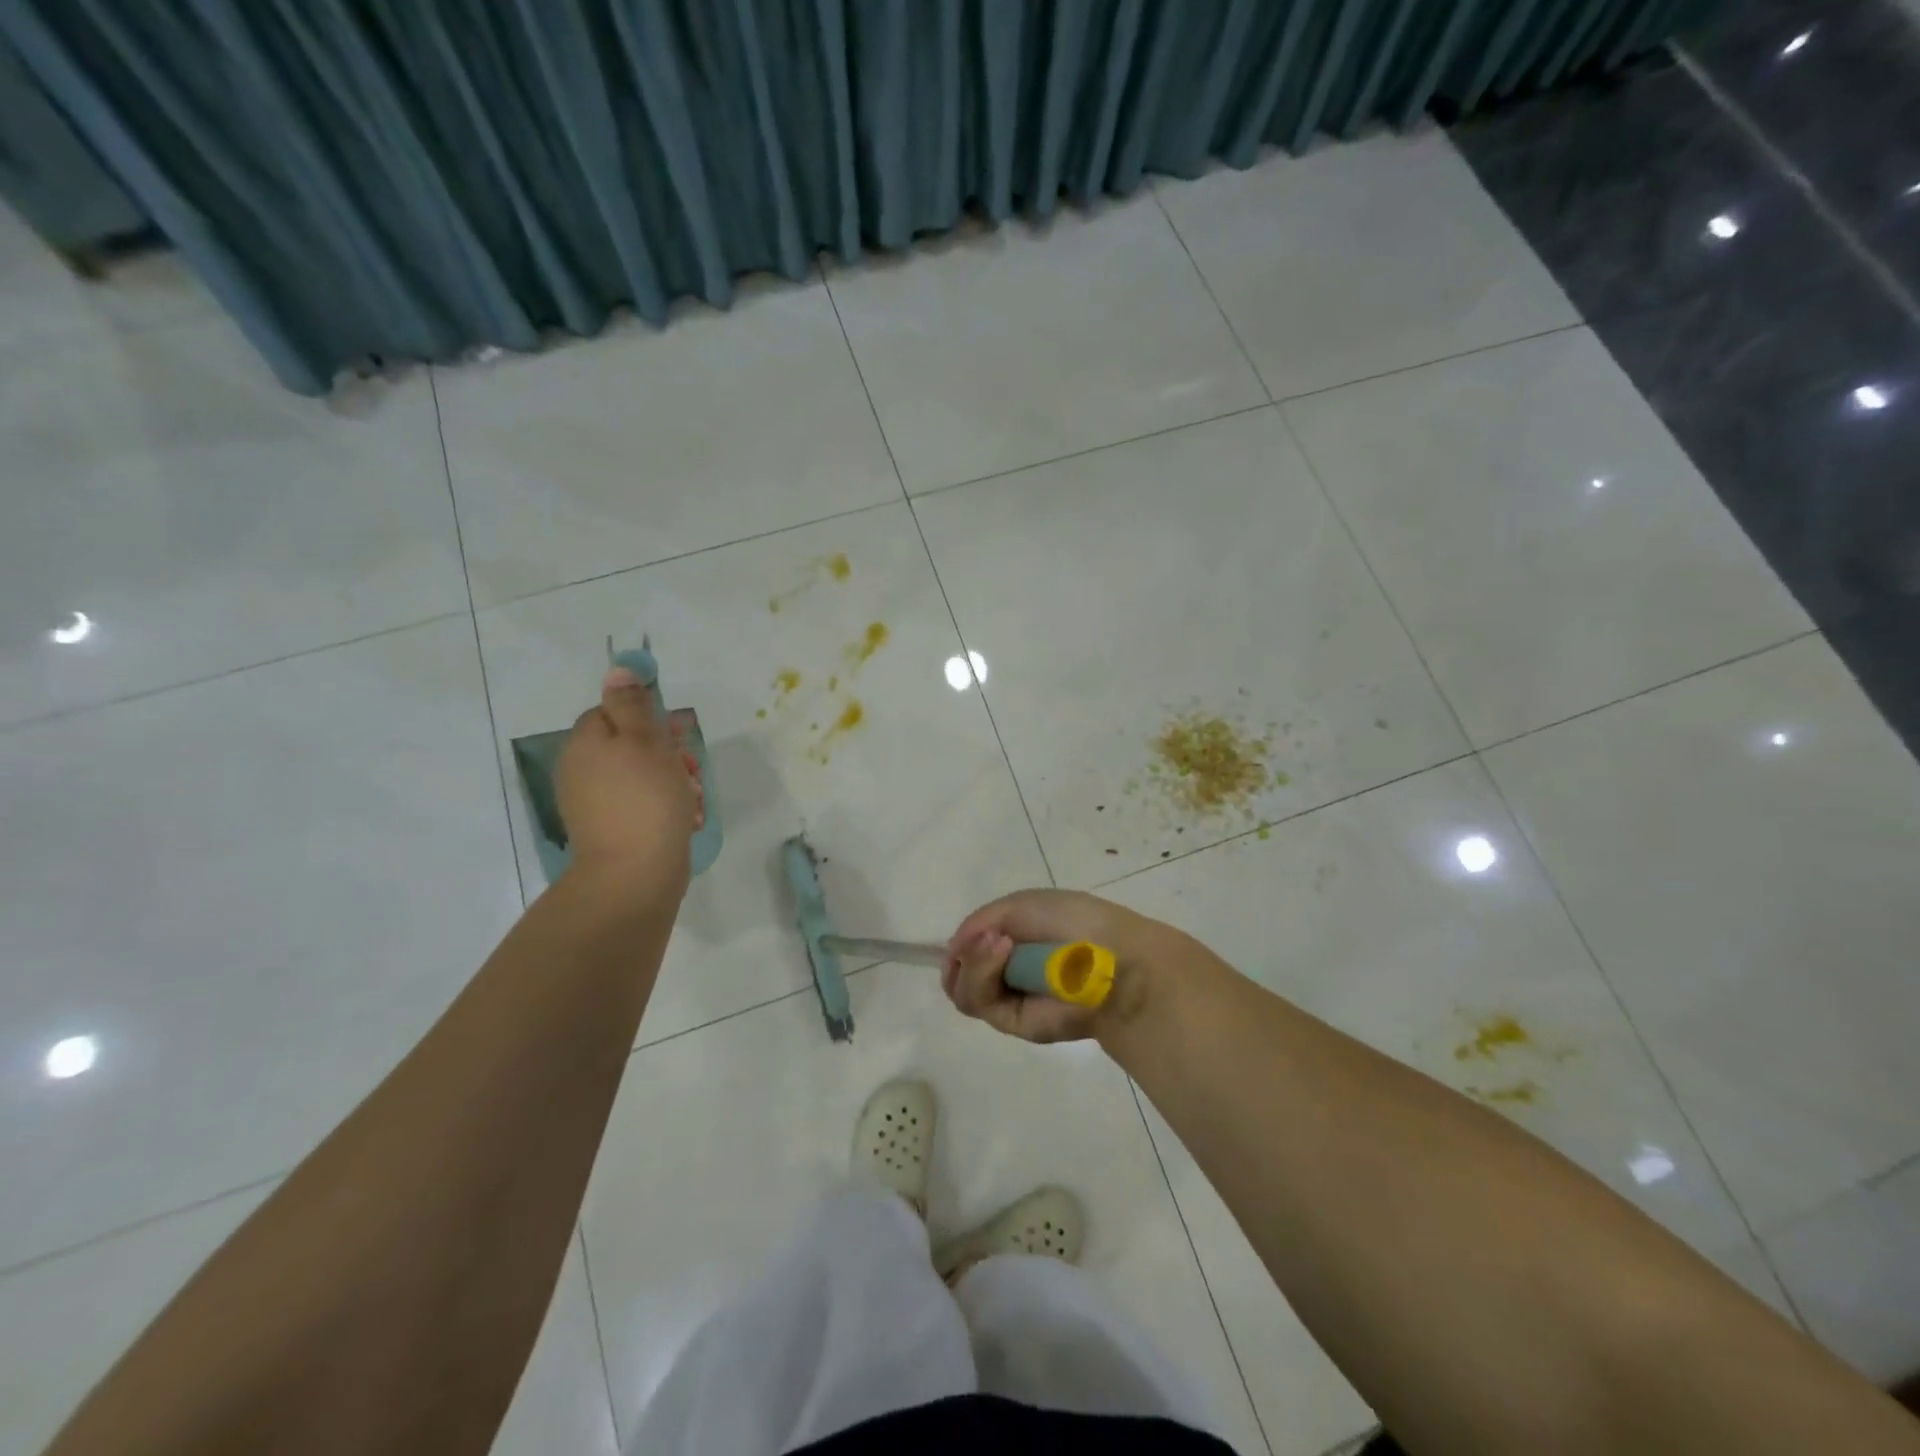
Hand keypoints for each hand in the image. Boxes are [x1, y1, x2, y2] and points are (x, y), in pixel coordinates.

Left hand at [556, 667, 702, 903]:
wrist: (636, 874)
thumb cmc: (646, 799)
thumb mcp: (645, 740)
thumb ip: (631, 704)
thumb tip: (617, 670)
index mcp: (585, 744)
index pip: (614, 713)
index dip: (650, 721)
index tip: (677, 735)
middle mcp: (583, 771)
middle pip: (632, 745)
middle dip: (669, 755)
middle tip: (690, 770)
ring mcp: (596, 804)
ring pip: (645, 777)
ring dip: (675, 783)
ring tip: (693, 800)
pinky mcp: (614, 830)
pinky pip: (645, 806)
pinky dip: (668, 808)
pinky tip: (687, 820)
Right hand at [941, 889, 1167, 1043]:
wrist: (1109, 956)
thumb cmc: (1073, 921)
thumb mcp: (1019, 905)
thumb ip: (979, 923)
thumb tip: (952, 950)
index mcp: (1013, 944)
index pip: (970, 952)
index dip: (961, 946)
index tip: (967, 936)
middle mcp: (1007, 974)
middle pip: (958, 975)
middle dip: (964, 955)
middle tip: (987, 939)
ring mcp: (1009, 999)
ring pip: (962, 989)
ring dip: (973, 961)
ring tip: (1000, 944)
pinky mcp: (1012, 1023)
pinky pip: (977, 1002)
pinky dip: (981, 973)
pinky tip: (1003, 952)